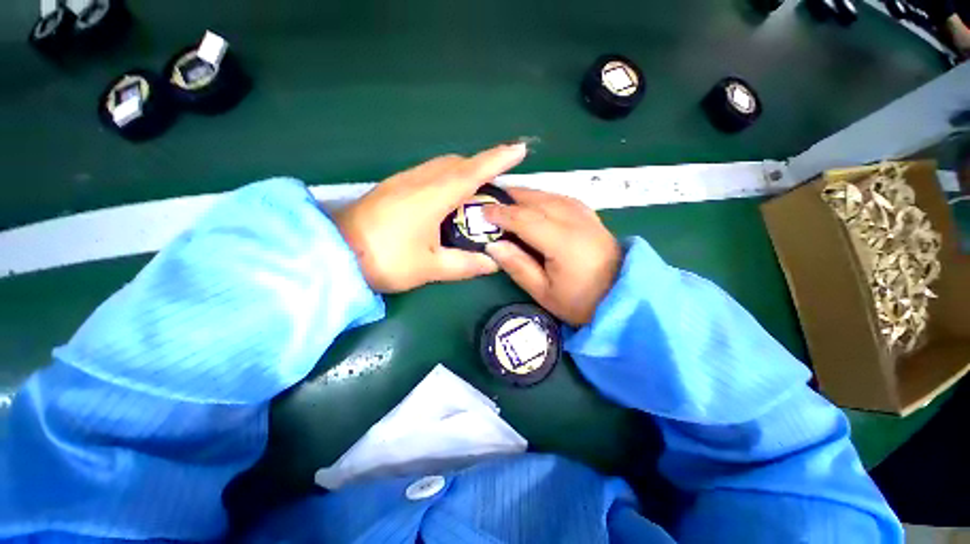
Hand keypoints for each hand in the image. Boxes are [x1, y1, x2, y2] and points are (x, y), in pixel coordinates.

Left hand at [333, 143, 527, 292]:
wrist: (334, 253)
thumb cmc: (386, 259)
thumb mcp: (430, 267)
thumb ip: (465, 264)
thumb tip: (493, 263)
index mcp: (432, 197)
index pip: (472, 172)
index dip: (497, 160)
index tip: (519, 149)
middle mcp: (419, 180)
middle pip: (457, 163)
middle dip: (482, 166)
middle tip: (498, 184)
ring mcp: (403, 181)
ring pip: (441, 166)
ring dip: (463, 172)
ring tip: (476, 192)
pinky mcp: (393, 187)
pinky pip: (428, 173)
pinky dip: (446, 178)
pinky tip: (447, 198)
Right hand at [483, 189, 620, 326]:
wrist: (622, 298)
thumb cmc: (580, 302)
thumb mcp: (544, 292)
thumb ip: (517, 266)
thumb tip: (492, 245)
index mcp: (563, 242)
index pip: (525, 219)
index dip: (501, 213)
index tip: (481, 211)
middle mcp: (575, 221)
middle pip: (537, 201)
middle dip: (511, 197)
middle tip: (489, 198)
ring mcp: (586, 216)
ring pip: (550, 195)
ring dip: (526, 195)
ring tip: (506, 198)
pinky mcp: (591, 217)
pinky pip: (562, 199)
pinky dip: (544, 197)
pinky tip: (535, 202)